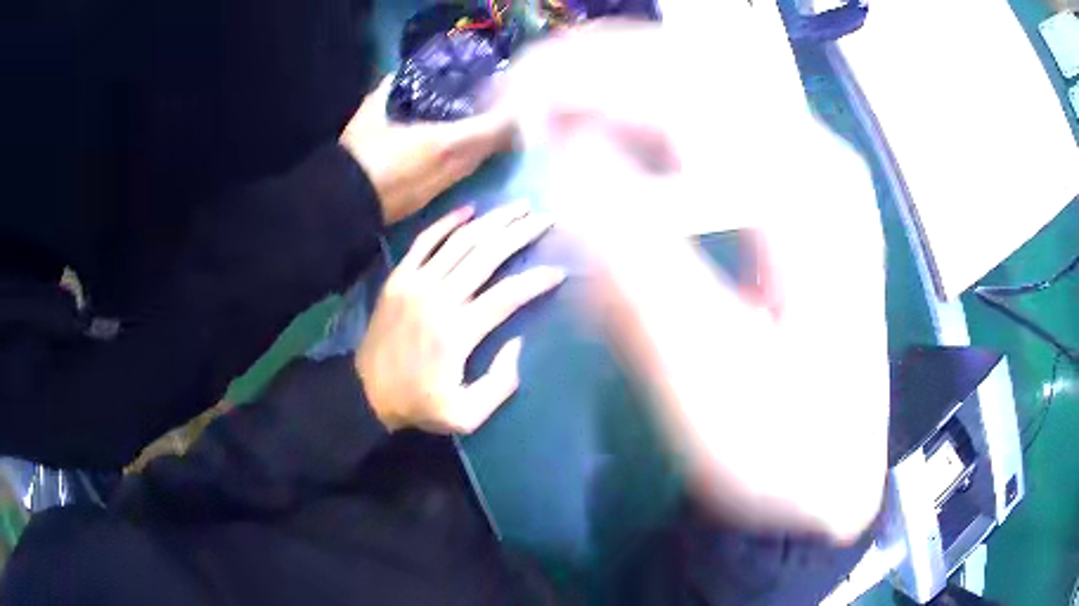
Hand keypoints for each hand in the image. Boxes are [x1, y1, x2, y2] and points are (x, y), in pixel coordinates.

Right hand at [341, 76, 514, 224]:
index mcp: (444, 142)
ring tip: (485, 129)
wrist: (343, 204)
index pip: (492, 128)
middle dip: (501, 131)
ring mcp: (444, 186)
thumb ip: (384, 92)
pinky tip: (460, 153)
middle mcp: (453, 166)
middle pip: (490, 148)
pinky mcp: (432, 199)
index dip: (508, 115)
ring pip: (476, 164)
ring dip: (485, 147)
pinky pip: (460, 176)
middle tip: (503, 113)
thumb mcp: (368, 116)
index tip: (513, 101)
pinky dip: (468, 160)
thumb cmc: (358, 157)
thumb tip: (393, 76)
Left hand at [357, 202, 564, 433]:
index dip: (537, 280)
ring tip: (519, 206)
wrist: (365, 391)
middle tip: (546, 219)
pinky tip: (470, 209)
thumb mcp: (466, 414)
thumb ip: (499, 385)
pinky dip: (448, 221)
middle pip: (487, 254)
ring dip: (493, 220)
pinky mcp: (399, 277)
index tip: (559, 271)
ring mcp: (416, 282)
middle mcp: (439, 298)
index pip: (507, 295)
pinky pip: (425, 240)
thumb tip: (518, 343)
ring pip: (461, 240)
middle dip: (521, 233)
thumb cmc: (419, 403)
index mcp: (458, 332)